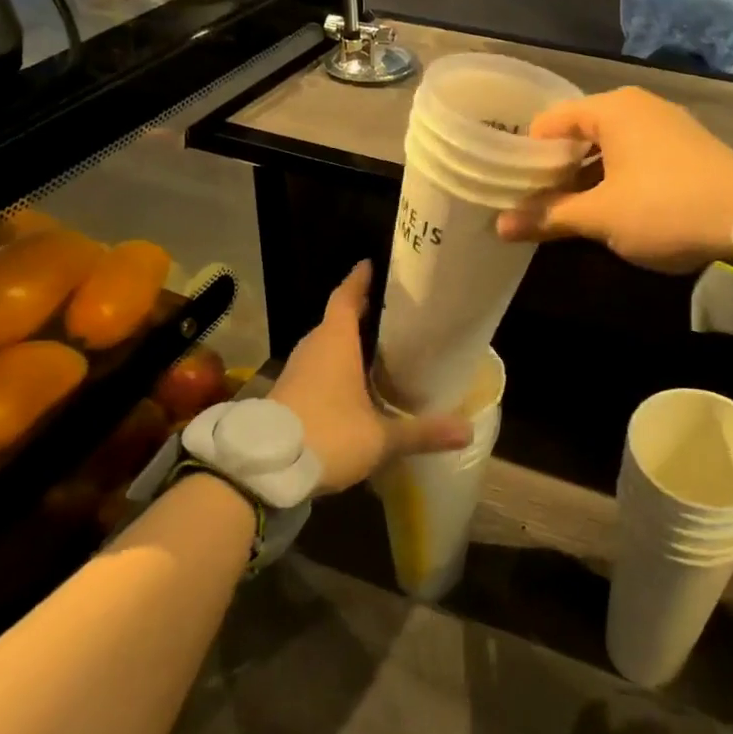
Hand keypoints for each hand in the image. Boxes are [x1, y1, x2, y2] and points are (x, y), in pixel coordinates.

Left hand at [269, 261, 468, 493]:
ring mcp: (296, 371)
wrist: (263, 469)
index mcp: (335, 342)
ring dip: (346, 342)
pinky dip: (334, 367)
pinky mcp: (287, 393)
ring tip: (376, 347)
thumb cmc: (328, 435)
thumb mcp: (380, 437)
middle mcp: (314, 348)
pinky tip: (351, 386)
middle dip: (360, 313)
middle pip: (337, 320)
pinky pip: (315, 368)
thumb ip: (423, 432)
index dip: (358, 280)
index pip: (346, 297)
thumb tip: (468, 430)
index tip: (369, 264)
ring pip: (325, 346)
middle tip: (389, 312)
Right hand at [495, 87, 732, 273]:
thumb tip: (499, 226)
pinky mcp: (686, 147)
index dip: (526, 152)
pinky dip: (613, 175)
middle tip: (531, 199)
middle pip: (579, 131)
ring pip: (608, 145)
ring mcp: (667, 124)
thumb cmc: (664, 209)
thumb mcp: (600, 217)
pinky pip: (634, 154)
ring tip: (563, 208)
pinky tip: (606, 206)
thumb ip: (549, 217)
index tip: (510, 183)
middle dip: (554, 166)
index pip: (550, 120)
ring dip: (583, 175)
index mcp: (613, 108)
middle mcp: (638, 105)